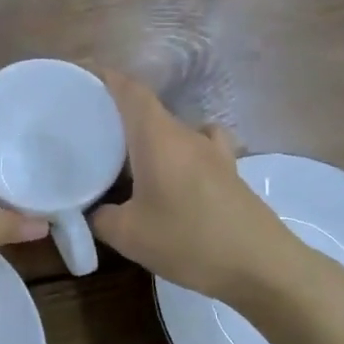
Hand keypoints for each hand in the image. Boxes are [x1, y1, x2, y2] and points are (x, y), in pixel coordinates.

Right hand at [91, 71, 301, 304]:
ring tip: (127, 155)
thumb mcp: (129, 235)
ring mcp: (212, 151)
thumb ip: (100, 217)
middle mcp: (185, 134)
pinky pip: (199, 145)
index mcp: (157, 136)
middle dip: (118, 112)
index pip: (129, 90)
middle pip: (147, 108)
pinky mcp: (229, 171)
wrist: (261, 265)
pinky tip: (175, 170)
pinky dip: (180, 149)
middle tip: (89, 129)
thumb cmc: (189, 240)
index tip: (81, 77)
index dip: (105, 77)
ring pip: (171, 128)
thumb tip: (91, 210)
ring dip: (148, 134)